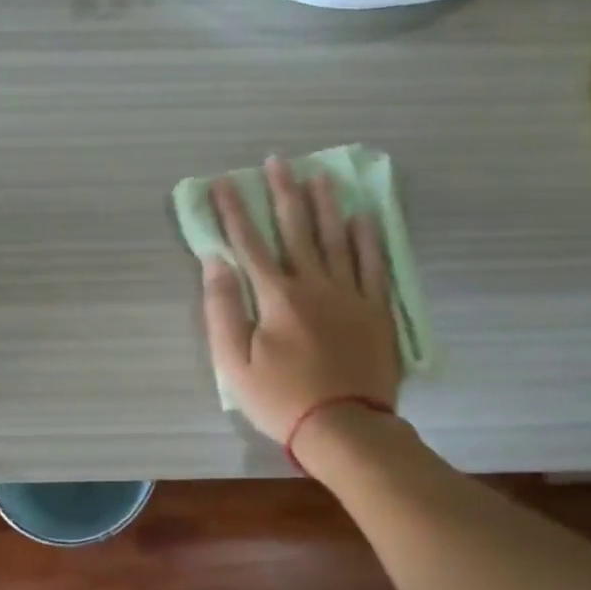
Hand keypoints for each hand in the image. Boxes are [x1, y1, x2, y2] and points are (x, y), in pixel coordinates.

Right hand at [200, 157, 400, 443]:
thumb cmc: (282, 399)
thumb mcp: (235, 364)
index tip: (223, 182)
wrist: (345, 429)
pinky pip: (373, 266)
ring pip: (336, 239)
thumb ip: (223, 310)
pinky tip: (362, 217)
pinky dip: (367, 239)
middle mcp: (314, 284)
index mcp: (277, 297)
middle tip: (277, 160)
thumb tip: (215, 262)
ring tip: (319, 174)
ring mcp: (350, 295)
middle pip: (296, 229)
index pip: (249, 243)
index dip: (233, 211)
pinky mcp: (375, 311)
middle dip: (282, 193)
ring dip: (325, 204)